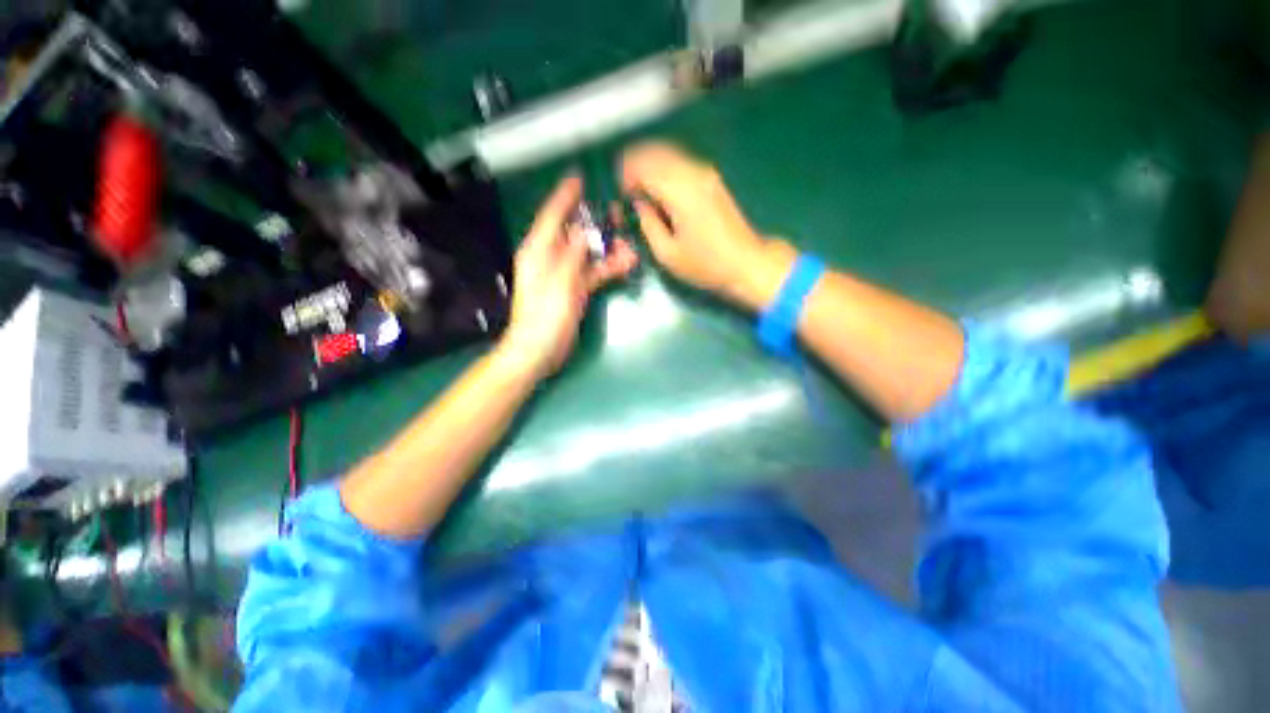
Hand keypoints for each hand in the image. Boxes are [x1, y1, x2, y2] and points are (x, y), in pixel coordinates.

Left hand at [499, 175, 638, 379]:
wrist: (539, 351)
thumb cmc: (544, 317)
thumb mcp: (559, 284)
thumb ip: (572, 256)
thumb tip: (584, 232)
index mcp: (538, 251)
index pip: (552, 216)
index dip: (565, 196)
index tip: (579, 178)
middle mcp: (550, 258)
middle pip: (574, 233)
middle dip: (596, 223)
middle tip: (618, 213)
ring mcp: (564, 275)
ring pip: (588, 254)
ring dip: (608, 249)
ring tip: (630, 244)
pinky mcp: (575, 290)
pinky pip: (594, 273)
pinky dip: (608, 268)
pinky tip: (627, 264)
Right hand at [619, 142, 794, 310]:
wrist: (745, 262)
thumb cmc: (705, 264)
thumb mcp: (668, 254)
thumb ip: (648, 224)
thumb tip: (639, 204)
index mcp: (680, 193)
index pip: (645, 167)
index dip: (627, 174)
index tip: (619, 191)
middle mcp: (693, 174)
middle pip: (656, 153)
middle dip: (635, 163)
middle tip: (625, 185)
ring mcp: (706, 174)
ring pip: (669, 153)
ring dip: (650, 163)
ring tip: (639, 185)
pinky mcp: (712, 179)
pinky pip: (681, 161)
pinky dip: (664, 167)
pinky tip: (659, 185)